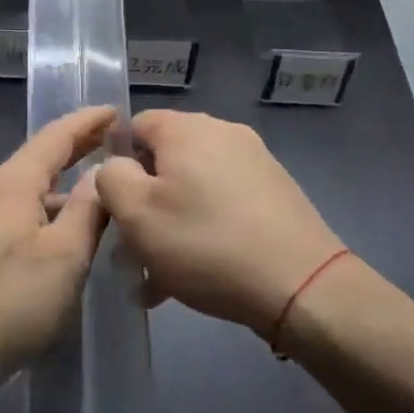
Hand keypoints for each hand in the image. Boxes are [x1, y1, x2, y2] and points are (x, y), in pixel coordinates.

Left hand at [0, 106, 115, 395]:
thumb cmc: (8, 304)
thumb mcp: (64, 258)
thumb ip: (86, 211)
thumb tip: (100, 175)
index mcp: (7, 184)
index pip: (53, 137)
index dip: (86, 122)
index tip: (114, 110)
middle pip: (34, 162)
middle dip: (72, 152)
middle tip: (110, 146)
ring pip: (19, 193)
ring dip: (54, 191)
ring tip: (91, 200)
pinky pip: (5, 215)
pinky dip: (35, 214)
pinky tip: (51, 236)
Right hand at [96, 112, 343, 337]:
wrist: (302, 285)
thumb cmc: (205, 243)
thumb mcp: (137, 213)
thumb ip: (111, 179)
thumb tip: (117, 166)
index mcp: (186, 128)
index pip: (134, 127)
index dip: (116, 164)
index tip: (113, 208)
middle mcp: (223, 134)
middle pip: (165, 161)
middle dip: (143, 205)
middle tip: (132, 252)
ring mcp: (255, 163)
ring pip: (193, 190)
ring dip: (170, 227)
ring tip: (159, 277)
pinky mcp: (275, 194)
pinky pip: (222, 206)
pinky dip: (203, 233)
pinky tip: (195, 277)